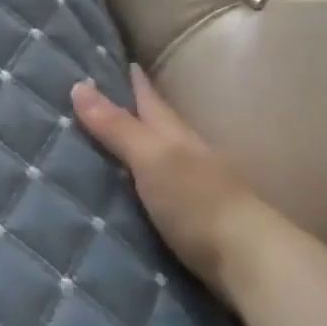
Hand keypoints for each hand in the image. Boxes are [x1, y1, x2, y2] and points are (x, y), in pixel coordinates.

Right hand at [71, 67, 276, 293]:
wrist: (248, 262)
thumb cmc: (198, 201)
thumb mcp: (153, 158)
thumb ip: (117, 127)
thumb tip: (78, 85)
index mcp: (177, 137)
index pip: (151, 101)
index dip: (136, 83)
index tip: (121, 62)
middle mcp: (187, 157)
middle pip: (158, 127)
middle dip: (134, 112)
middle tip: (103, 100)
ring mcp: (193, 190)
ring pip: (159, 159)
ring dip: (136, 149)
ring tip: (106, 144)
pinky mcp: (190, 221)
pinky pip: (156, 191)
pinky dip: (141, 183)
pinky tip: (127, 191)